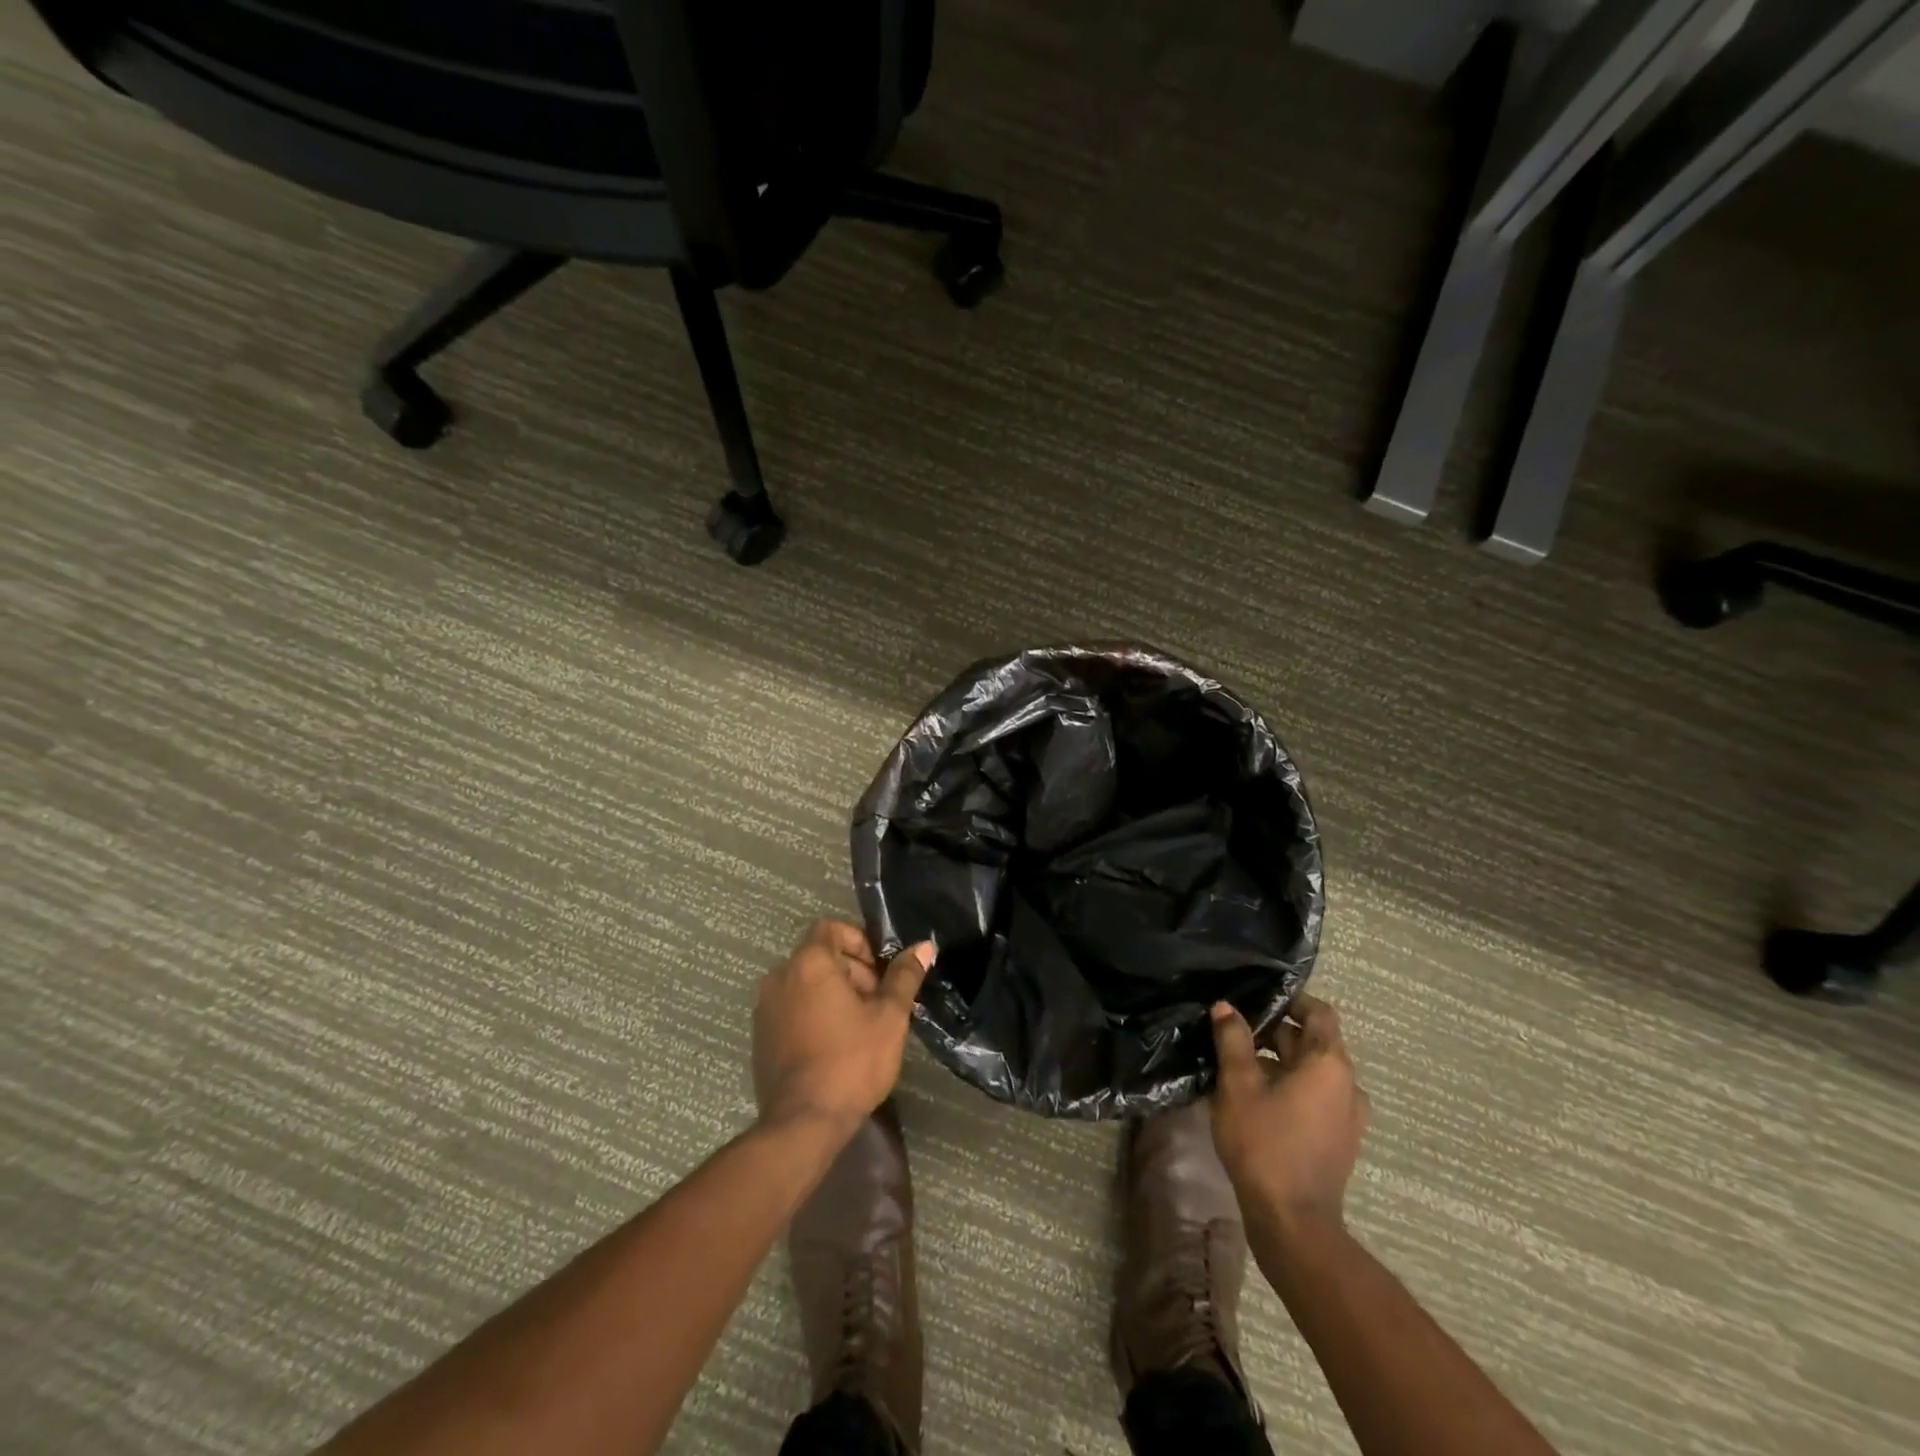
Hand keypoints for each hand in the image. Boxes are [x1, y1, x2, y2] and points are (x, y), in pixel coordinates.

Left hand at [752, 920, 934, 1136]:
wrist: (803, 1122)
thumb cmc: (851, 1061)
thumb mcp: (890, 1017)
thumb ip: (904, 976)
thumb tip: (924, 946)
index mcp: (808, 963)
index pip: (831, 928)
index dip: (859, 941)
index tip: (879, 971)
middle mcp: (779, 977)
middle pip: (819, 955)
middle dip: (852, 970)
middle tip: (877, 1002)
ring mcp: (765, 1008)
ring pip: (805, 983)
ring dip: (833, 993)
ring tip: (860, 1026)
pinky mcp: (760, 1036)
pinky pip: (791, 1008)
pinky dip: (813, 1013)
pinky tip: (835, 1045)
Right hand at [1209, 992, 1369, 1241]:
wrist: (1293, 1222)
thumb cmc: (1265, 1143)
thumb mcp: (1238, 1084)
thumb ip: (1233, 1040)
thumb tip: (1226, 1007)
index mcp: (1329, 1064)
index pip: (1320, 1013)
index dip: (1292, 1000)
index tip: (1259, 998)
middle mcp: (1348, 1085)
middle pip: (1314, 1042)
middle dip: (1276, 1032)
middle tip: (1235, 1030)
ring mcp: (1348, 1116)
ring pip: (1313, 1072)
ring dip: (1281, 1061)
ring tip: (1240, 1064)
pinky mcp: (1340, 1140)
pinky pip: (1317, 1097)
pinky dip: (1291, 1087)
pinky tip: (1257, 1098)